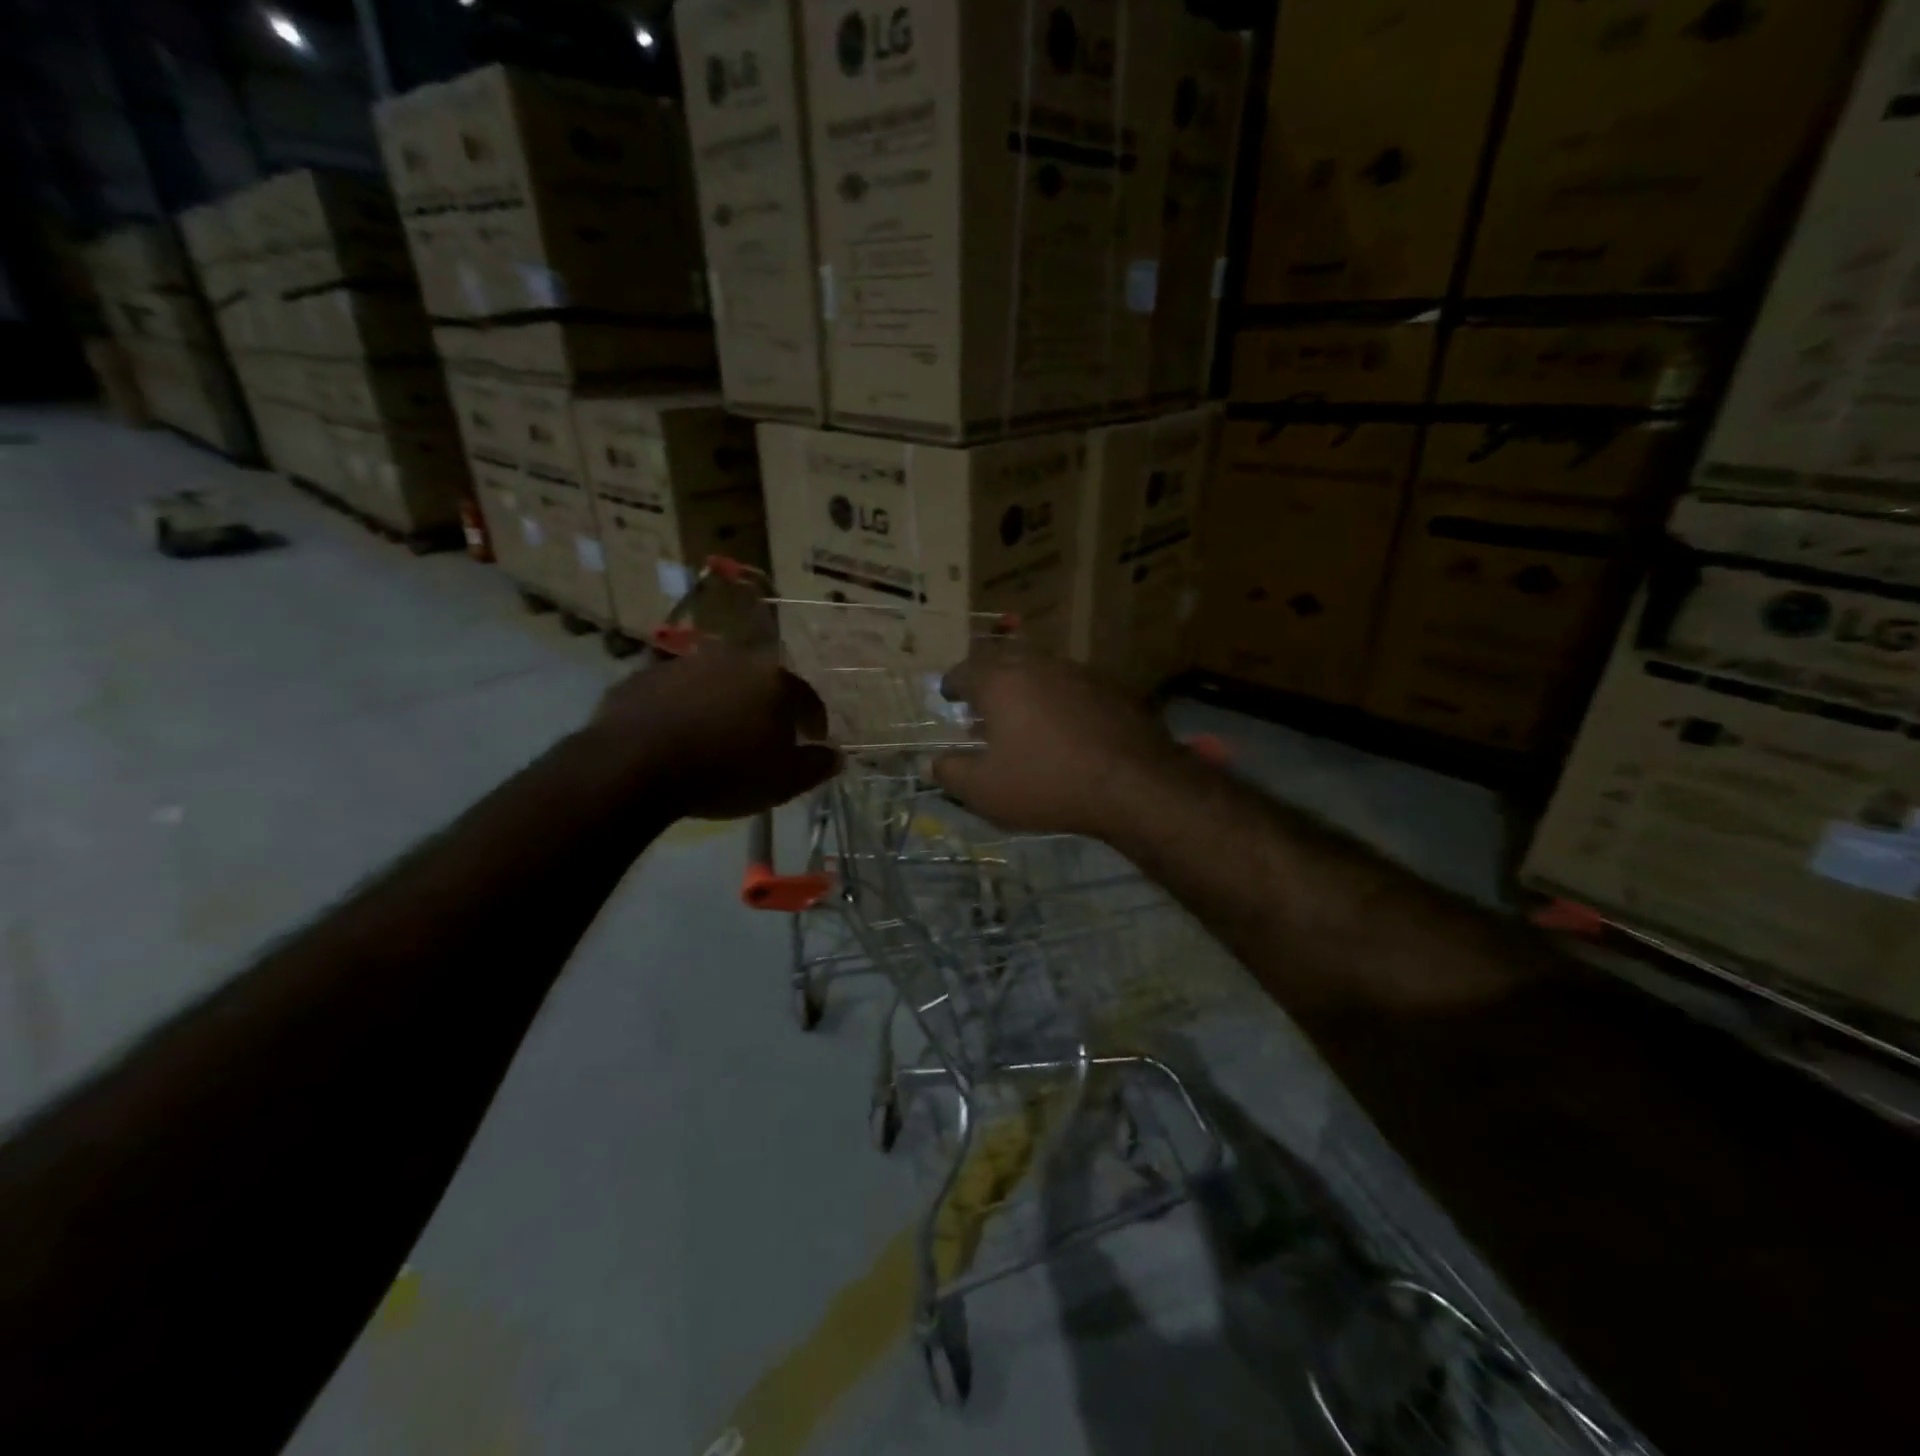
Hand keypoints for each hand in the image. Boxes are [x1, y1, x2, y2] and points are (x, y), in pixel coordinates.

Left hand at [588, 645, 839, 819]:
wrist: (634, 765)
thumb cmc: (724, 772)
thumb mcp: (782, 782)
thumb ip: (815, 766)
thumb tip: (836, 756)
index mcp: (774, 681)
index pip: (807, 699)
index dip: (813, 722)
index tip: (812, 741)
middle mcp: (734, 660)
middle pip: (761, 683)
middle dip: (767, 708)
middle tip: (765, 738)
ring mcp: (686, 663)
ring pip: (717, 683)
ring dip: (724, 704)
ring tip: (718, 737)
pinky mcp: (645, 676)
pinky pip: (676, 692)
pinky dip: (684, 708)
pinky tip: (678, 734)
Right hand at [931, 645, 1181, 839]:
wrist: (1133, 783)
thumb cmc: (1046, 783)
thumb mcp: (985, 790)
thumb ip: (951, 773)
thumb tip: (934, 762)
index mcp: (1001, 681)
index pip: (965, 670)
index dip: (952, 683)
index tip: (948, 694)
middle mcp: (1038, 665)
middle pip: (1004, 659)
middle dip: (988, 677)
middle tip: (982, 700)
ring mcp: (1078, 672)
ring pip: (1041, 669)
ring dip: (1025, 686)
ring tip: (1021, 713)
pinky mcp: (1110, 687)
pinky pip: (1072, 685)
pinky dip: (1058, 698)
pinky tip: (1063, 724)